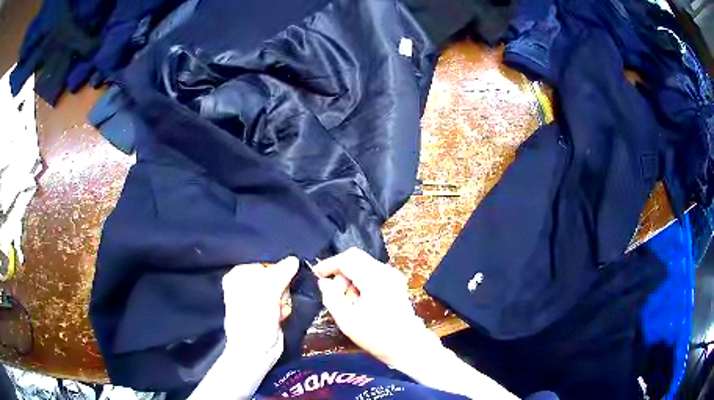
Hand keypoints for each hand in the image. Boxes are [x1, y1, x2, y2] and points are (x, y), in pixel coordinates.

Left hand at [221, 256, 298, 358]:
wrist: (255, 352)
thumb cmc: (254, 320)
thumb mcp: (267, 293)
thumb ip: (281, 273)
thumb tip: (294, 259)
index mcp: (239, 275)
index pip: (265, 263)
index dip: (277, 272)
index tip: (280, 283)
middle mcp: (246, 284)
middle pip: (275, 276)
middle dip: (282, 288)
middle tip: (278, 300)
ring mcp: (258, 298)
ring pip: (282, 289)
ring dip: (285, 300)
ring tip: (279, 311)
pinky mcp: (268, 310)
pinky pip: (284, 301)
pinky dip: (285, 308)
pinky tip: (281, 316)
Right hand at [313, 248, 441, 366]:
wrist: (407, 345)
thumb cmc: (376, 335)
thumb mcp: (346, 319)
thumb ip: (331, 297)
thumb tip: (324, 281)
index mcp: (374, 278)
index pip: (347, 259)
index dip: (328, 264)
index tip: (315, 274)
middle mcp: (385, 271)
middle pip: (356, 258)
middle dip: (340, 270)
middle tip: (332, 290)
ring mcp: (393, 275)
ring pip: (363, 265)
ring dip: (350, 278)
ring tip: (347, 301)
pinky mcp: (395, 282)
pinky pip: (371, 273)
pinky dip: (360, 281)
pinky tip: (358, 301)